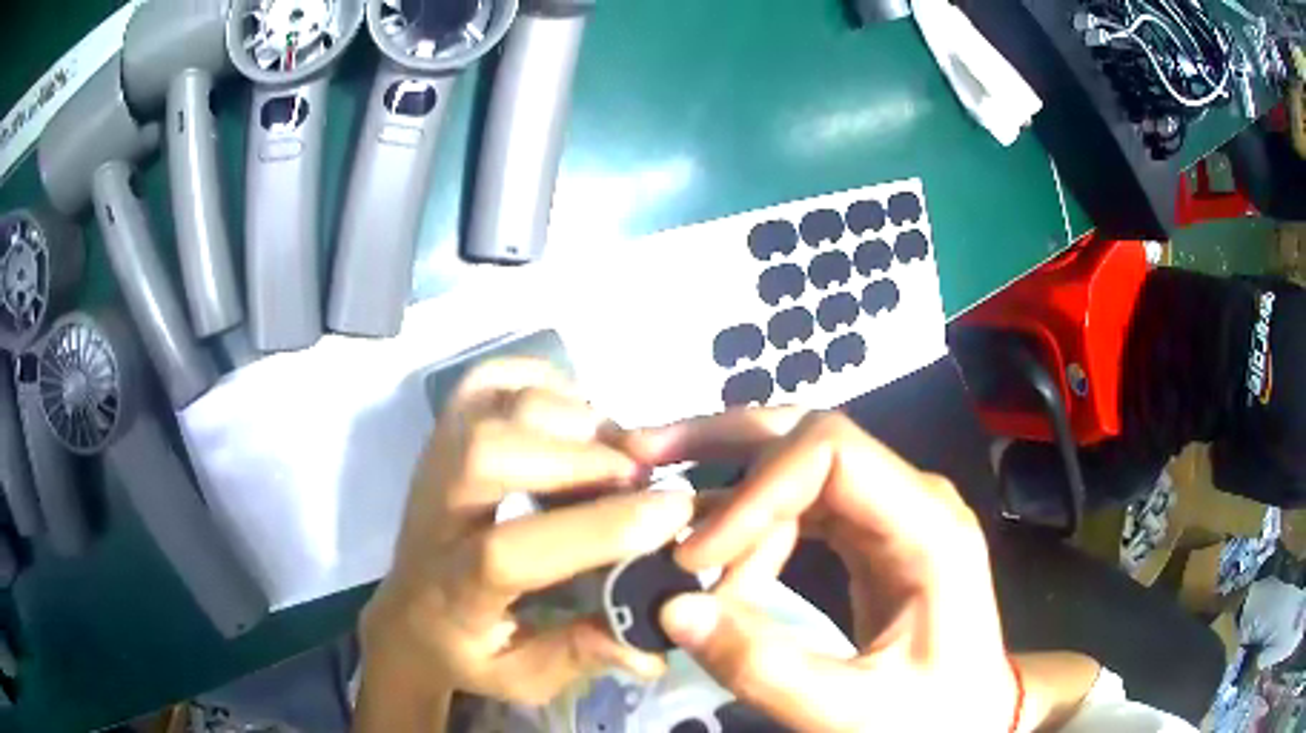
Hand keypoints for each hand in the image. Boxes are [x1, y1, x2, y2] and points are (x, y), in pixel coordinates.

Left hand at [357, 359, 694, 726]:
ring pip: (491, 407)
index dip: (594, 530)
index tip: (673, 513)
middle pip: (488, 454)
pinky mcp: (444, 435)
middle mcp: (435, 515)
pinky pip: (484, 381)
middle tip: (639, 480)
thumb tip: (652, 644)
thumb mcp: (523, 677)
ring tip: (615, 453)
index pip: (507, 552)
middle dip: (582, 460)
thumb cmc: (468, 651)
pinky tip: (574, 413)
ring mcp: (434, 463)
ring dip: (569, 420)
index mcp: (452, 589)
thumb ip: (581, 657)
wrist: (408, 616)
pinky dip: (537, 380)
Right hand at [623, 409, 1019, 731]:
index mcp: (930, 529)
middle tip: (644, 454)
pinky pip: (800, 508)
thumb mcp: (851, 711)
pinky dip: (748, 525)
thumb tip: (672, 609)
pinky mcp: (870, 535)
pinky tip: (712, 558)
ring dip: (728, 487)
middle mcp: (912, 499)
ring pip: (798, 466)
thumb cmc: (932, 715)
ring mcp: (890, 513)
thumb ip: (764, 669)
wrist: (973, 715)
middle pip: (812, 437)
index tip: (696, 554)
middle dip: (724, 443)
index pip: (834, 454)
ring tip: (667, 528)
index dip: (756, 489)